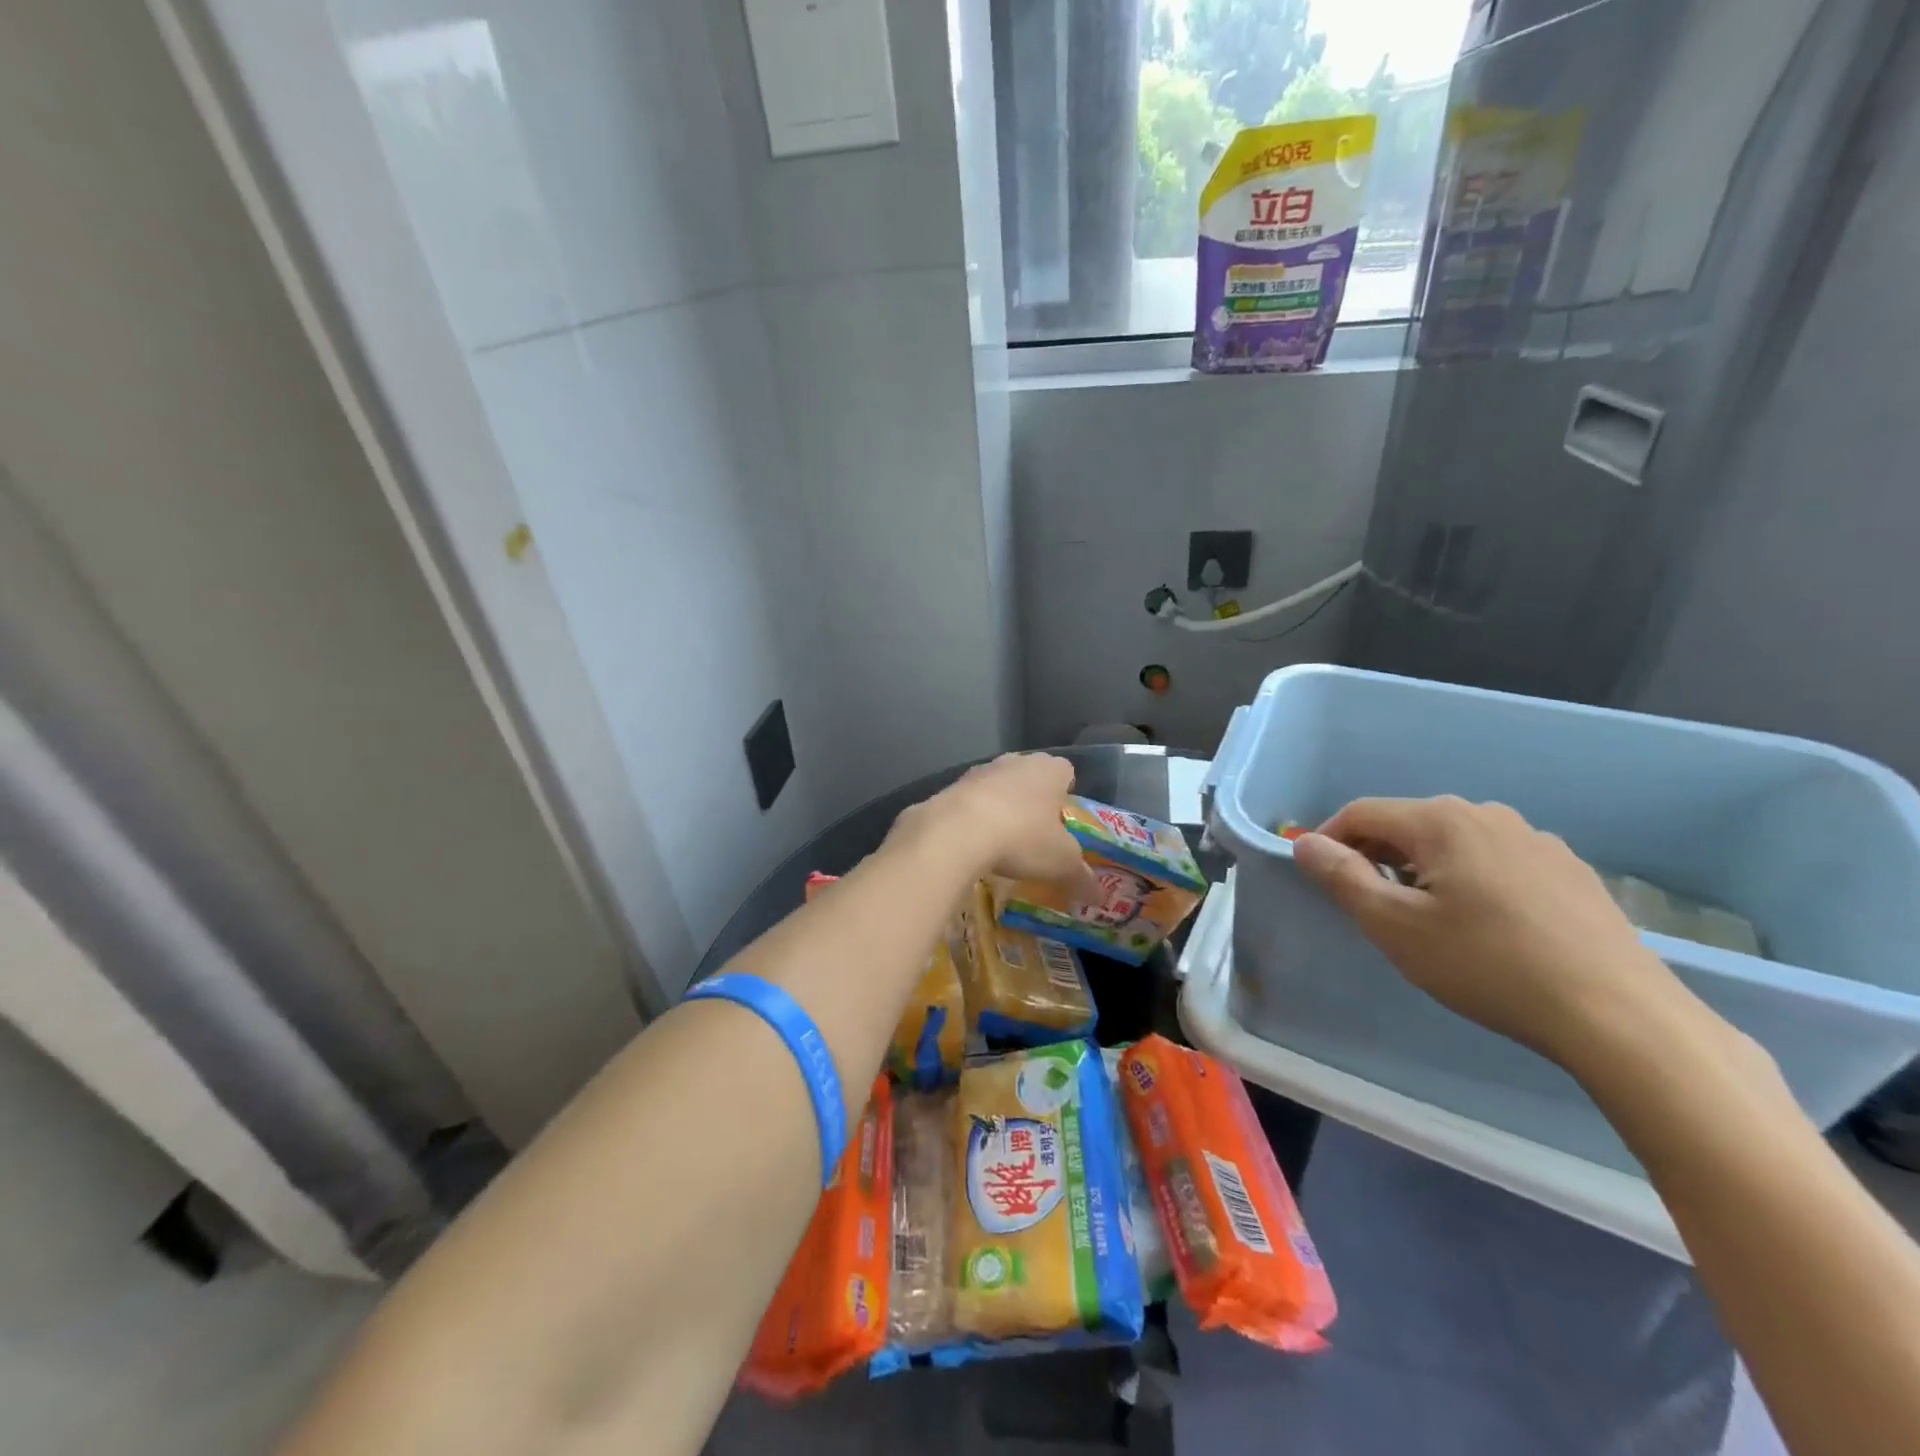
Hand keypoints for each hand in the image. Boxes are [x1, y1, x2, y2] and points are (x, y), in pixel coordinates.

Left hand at [896, 753, 1100, 901]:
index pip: (1066, 772)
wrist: (956, 831)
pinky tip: (972, 844)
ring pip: (998, 786)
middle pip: (1030, 776)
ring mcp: (980, 770)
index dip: (1066, 794)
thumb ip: (1082, 878)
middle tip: (1035, 834)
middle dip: (1033, 801)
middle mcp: (1016, 761)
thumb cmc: (1023, 838)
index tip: (1062, 820)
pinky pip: (969, 801)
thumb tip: (1099, 896)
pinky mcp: (951, 786)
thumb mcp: (1061, 863)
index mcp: (1049, 769)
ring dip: (1000, 807)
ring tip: (1001, 842)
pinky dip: (972, 818)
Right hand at [1290, 797, 1688, 1066]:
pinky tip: (1484, 926)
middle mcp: (1488, 815)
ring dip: (1423, 868)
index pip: (1362, 813)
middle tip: (1368, 903)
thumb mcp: (1395, 926)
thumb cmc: (1488, 965)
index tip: (1319, 877)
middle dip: (1376, 855)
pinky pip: (1496, 861)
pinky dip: (1469, 879)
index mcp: (1441, 820)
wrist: (1619, 1015)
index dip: (1330, 839)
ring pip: (1454, 843)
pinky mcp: (1570, 871)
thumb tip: (1305, 843)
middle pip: (1408, 824)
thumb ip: (1342, 877)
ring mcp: (1536, 841)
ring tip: (1425, 918)